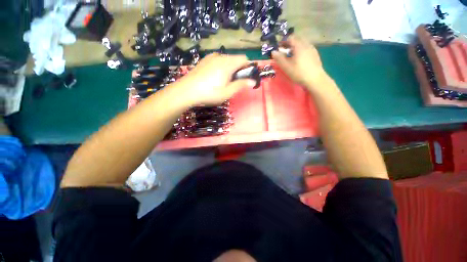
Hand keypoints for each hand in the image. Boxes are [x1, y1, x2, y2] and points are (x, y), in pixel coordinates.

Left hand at [177, 53, 256, 105]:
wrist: (186, 91)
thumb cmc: (209, 93)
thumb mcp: (227, 92)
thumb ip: (241, 85)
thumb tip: (253, 81)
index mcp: (227, 64)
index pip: (244, 58)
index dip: (247, 67)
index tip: (245, 78)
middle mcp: (220, 57)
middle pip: (235, 59)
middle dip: (238, 69)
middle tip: (233, 83)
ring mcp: (210, 57)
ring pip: (226, 60)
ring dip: (229, 69)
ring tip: (222, 81)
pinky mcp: (204, 61)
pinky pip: (217, 61)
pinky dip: (220, 67)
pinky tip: (214, 78)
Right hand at [272, 37, 328, 89]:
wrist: (315, 79)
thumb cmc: (299, 73)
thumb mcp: (286, 67)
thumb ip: (279, 58)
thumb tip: (273, 52)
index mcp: (299, 46)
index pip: (291, 38)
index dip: (283, 41)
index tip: (279, 47)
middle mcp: (306, 44)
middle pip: (297, 39)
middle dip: (290, 44)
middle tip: (284, 52)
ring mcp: (312, 49)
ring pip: (303, 44)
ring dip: (296, 47)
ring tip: (291, 56)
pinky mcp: (315, 55)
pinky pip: (307, 48)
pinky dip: (301, 51)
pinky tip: (299, 59)